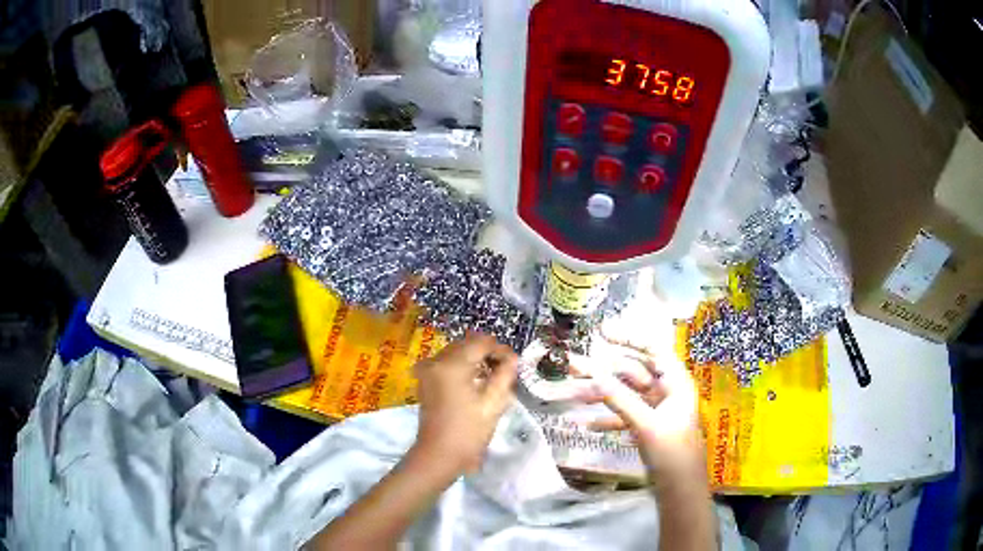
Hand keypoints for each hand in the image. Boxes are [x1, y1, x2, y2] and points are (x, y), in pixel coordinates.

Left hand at [412, 333, 517, 473]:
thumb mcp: (493, 403)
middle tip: (506, 368)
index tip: (514, 363)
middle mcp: (436, 360)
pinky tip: (475, 380)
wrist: (439, 455)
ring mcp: (427, 369)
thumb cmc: (468, 432)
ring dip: (475, 358)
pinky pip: (447, 362)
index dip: (500, 349)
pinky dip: (462, 365)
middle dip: (488, 352)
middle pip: (467, 343)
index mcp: (451, 365)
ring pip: (457, 351)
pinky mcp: (425, 379)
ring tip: (493, 375)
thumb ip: (505, 375)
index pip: (481, 342)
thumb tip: (512, 358)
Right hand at [569, 336, 704, 482]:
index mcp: (675, 382)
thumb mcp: (646, 425)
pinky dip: (608, 418)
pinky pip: (625, 415)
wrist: (679, 488)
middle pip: (632, 372)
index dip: (628, 337)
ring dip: (601, 396)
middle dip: (604, 371)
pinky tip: (589, 425)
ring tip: (573, 396)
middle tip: (574, 366)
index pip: (652, 349)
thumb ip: (620, 400)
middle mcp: (666, 391)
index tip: (602, 331)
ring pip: (625, 395)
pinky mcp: (647, 427)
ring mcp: (656, 410)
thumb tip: (593, 376)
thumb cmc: (672, 452)